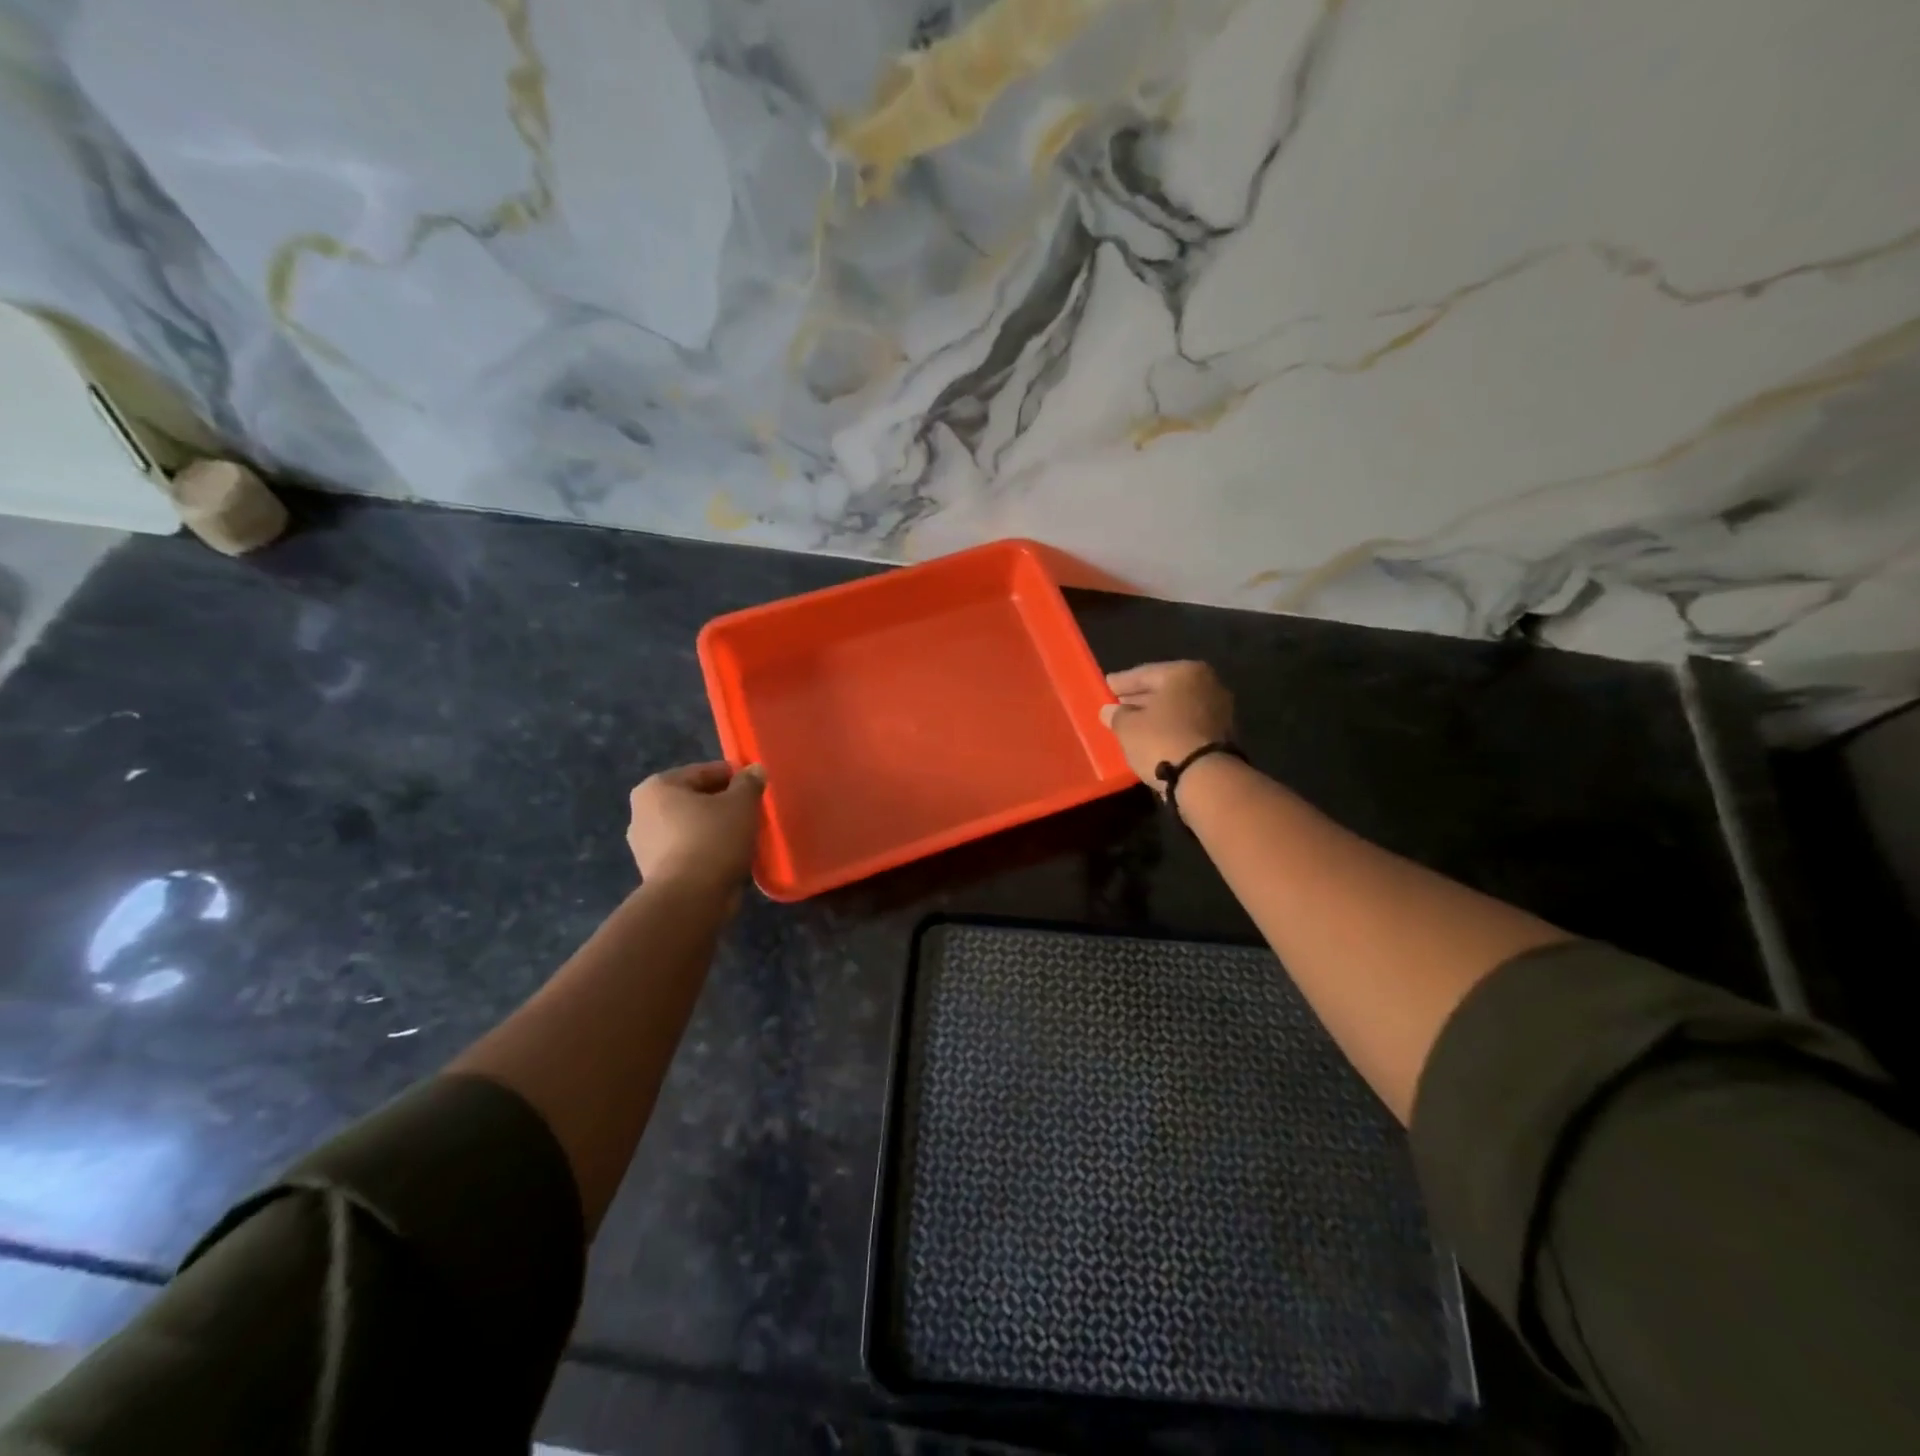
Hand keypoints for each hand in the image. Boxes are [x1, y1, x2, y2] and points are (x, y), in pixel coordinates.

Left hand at [627, 761, 766, 891]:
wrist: (690, 899)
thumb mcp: (741, 804)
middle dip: (722, 804)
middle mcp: (642, 812)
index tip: (756, 787)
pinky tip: (728, 857)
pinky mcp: (654, 872)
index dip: (734, 776)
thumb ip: (749, 783)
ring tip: (744, 836)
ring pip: (691, 827)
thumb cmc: (713, 839)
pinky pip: (688, 851)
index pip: (704, 772)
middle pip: (694, 799)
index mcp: (657, 787)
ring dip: (715, 828)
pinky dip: (706, 850)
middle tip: (752, 812)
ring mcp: (644, 845)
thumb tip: (755, 770)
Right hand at [1098, 661, 1233, 794]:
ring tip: (1131, 723)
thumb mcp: (1128, 727)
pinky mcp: (1222, 734)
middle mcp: (1206, 684)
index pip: (1145, 673)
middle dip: (1139, 698)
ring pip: (1176, 708)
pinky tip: (1152, 737)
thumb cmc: (1162, 741)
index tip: (1106, 686)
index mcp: (1184, 672)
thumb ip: (1117, 715)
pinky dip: (1169, 727)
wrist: (1206, 778)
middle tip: (1116, 705)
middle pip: (1164, 689)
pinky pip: (1186, 724)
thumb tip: (1109, 711)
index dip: (1122, 682)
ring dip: (1154, 714)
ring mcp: (1218, 710)